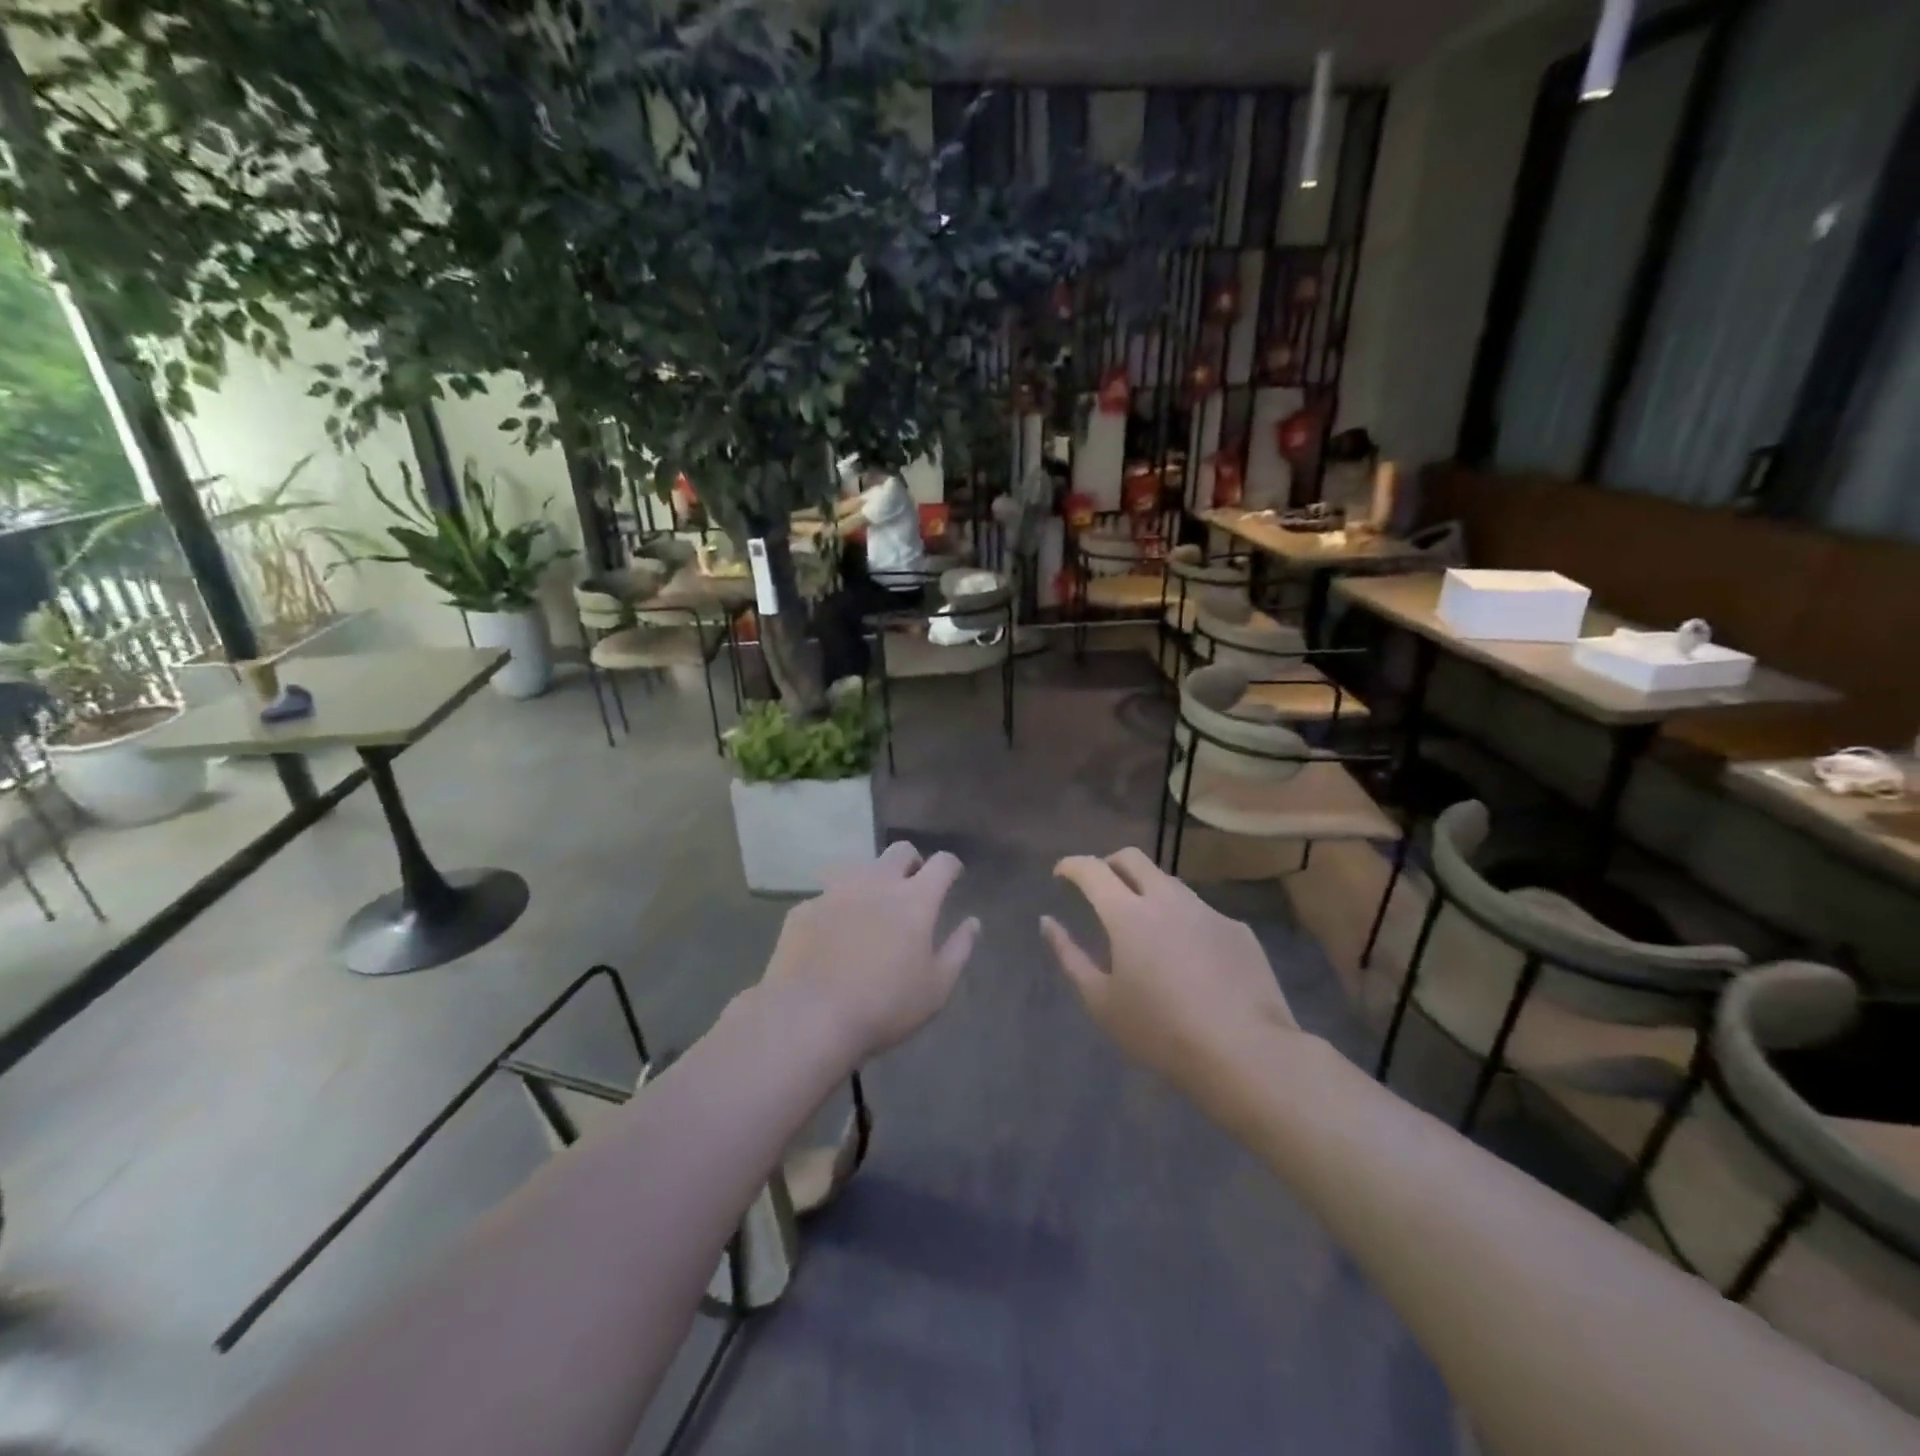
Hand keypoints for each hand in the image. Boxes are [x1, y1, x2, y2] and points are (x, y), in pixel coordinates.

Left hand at [760, 841, 979, 1064]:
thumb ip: (959, 949)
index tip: (953, 876)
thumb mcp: (936, 989)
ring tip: (869, 909)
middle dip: (912, 862)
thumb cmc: (884, 1006)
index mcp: (914, 899)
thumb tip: (973, 922)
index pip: (942, 862)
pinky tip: (831, 936)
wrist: (808, 1018)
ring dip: (871, 881)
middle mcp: (876, 882)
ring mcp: (835, 891)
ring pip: (859, 868)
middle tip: (912, 887)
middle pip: (900, 850)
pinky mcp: (804, 908)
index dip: (951, 866)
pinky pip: (826, 897)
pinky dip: (836, 909)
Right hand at [1042, 848, 1299, 1102]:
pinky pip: (1201, 913)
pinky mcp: (1237, 930)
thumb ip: (1069, 956)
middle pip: (1133, 858)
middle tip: (1100, 888)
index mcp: (1128, 913)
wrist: (1246, 1052)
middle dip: (1109, 864)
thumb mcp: (1101, 1001)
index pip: (1092, 870)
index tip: (1061, 874)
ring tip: (1143, 926)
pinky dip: (1182, 921)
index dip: (1072, 865)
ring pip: (1169, 883)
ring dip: (1147, 891)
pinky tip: (1189, 959)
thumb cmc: (1160, 1031)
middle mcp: (1167, 899)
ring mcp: (1207, 911)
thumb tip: (1048, 922)